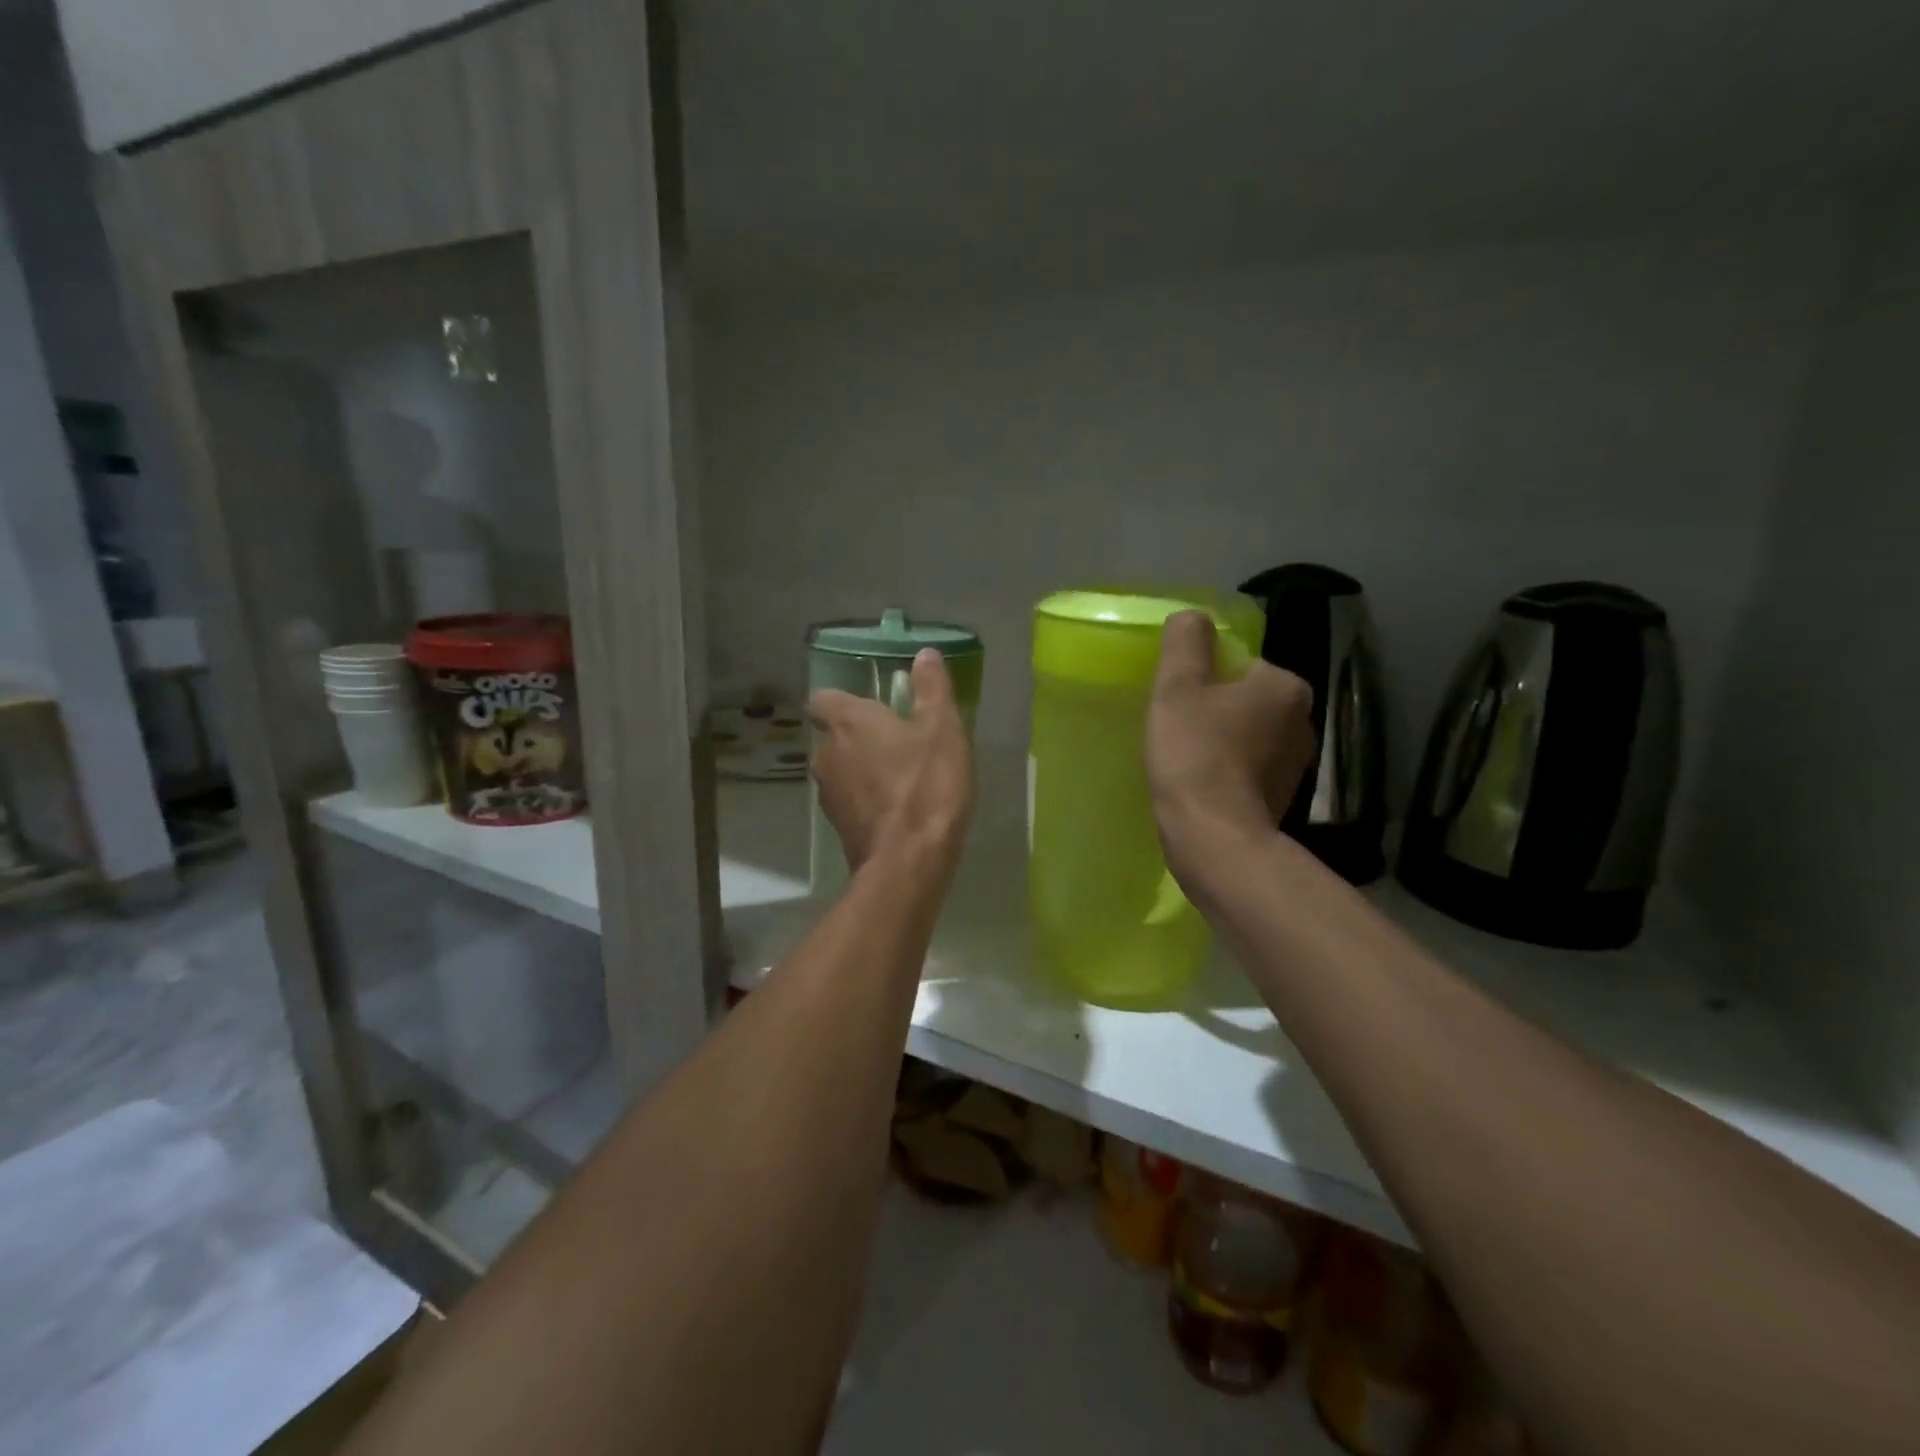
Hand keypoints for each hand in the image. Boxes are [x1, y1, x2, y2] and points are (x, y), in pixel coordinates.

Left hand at [808, 649, 974, 876]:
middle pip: (832, 734)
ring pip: (839, 769)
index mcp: (848, 722)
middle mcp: (826, 753)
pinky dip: (866, 798)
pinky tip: (897, 808)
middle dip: (858, 736)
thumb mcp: (942, 729)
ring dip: (862, 768)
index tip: (872, 707)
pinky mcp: (837, 826)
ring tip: (900, 776)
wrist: (908, 862)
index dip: (843, 700)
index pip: (823, 698)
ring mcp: (828, 793)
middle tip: (897, 740)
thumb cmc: (927, 785)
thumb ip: (931, 689)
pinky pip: (849, 799)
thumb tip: (924, 654)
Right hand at [1146, 611, 1315, 886]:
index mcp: (1285, 686)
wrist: (1214, 838)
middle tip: (1177, 729)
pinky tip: (1201, 786)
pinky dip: (1229, 775)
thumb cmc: (1195, 753)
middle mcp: (1303, 723)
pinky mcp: (1283, 802)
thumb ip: (1185, 643)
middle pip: (1247, 701)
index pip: (1241, 665)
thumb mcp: (1178, 687)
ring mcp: (1297, 767)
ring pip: (1249, 738)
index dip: (1204, 679)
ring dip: (1223, 744)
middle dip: (1216, 711)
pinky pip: (1249, 773)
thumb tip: (1192, 616)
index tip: (1178, 701)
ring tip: (1186, 761)